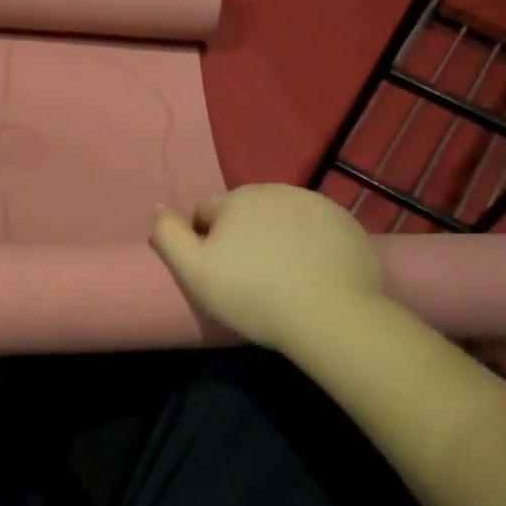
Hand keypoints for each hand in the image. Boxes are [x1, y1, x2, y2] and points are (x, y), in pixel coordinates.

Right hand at [150, 185, 383, 353]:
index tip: (218, 272)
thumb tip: (158, 207)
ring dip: (277, 235)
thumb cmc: (253, 294)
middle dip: (243, 234)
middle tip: (250, 275)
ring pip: (282, 216)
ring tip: (284, 274)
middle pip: (246, 210)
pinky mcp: (346, 222)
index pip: (207, 212)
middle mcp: (275, 189)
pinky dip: (311, 242)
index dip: (206, 241)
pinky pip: (317, 227)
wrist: (330, 315)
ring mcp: (315, 203)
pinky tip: (314, 272)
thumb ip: (168, 234)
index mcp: (236, 199)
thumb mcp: (195, 271)